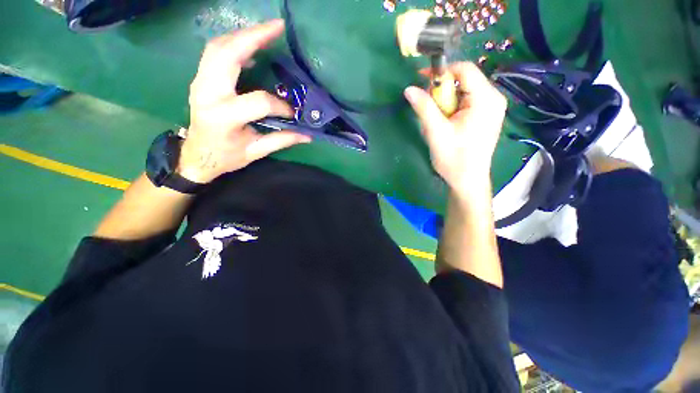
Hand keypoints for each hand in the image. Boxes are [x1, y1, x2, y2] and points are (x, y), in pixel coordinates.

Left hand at [178, 19, 311, 183]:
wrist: (196, 156)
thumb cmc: (225, 157)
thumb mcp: (255, 152)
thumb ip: (281, 141)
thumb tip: (307, 136)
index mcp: (224, 117)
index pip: (258, 102)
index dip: (280, 105)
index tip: (292, 114)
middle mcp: (207, 94)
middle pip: (226, 55)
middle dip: (253, 37)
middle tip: (277, 28)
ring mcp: (199, 83)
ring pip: (217, 47)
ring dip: (242, 35)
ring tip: (266, 32)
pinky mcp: (200, 79)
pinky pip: (214, 52)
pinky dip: (232, 44)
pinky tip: (249, 45)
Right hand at [404, 62, 506, 196]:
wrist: (467, 180)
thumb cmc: (454, 158)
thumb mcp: (436, 132)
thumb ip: (424, 108)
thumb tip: (409, 89)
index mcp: (486, 99)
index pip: (464, 69)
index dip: (442, 71)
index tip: (422, 81)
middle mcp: (493, 98)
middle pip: (464, 80)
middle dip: (442, 91)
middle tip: (428, 108)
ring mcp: (491, 107)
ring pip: (463, 91)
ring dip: (445, 102)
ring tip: (436, 121)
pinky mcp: (485, 115)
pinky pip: (466, 102)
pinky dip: (451, 108)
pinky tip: (445, 124)